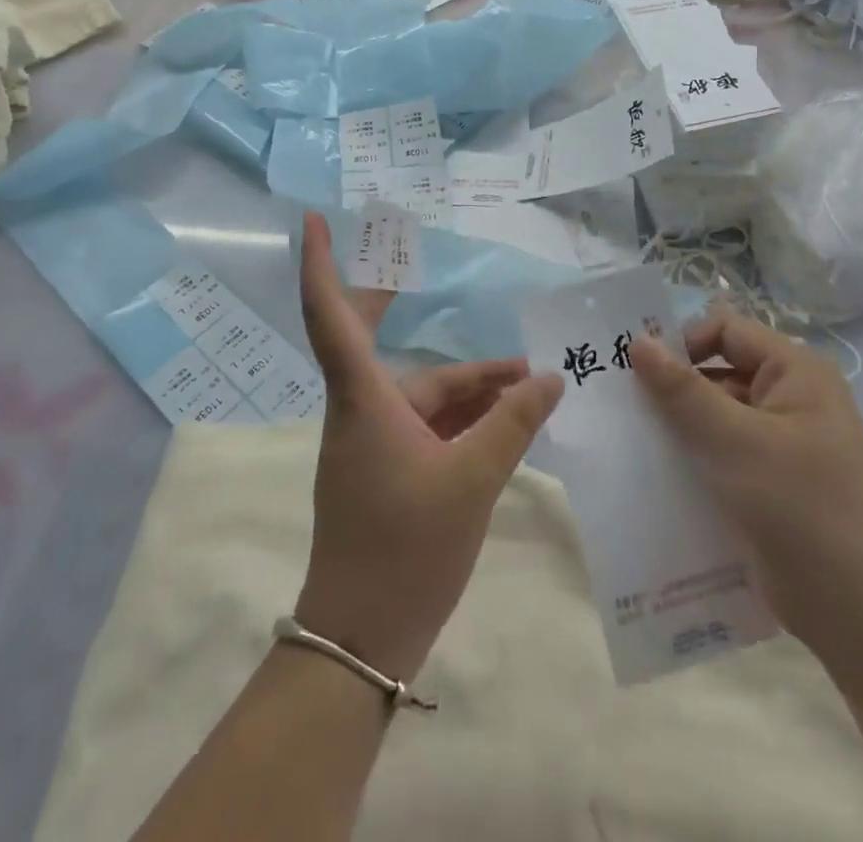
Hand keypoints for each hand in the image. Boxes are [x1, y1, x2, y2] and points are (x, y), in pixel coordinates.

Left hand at [293, 214, 563, 680]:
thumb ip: (512, 423)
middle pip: (368, 339)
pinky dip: (465, 417)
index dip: (321, 264)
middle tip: (410, 268)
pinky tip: (508, 418)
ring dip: (469, 384)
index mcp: (363, 399)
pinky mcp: (387, 472)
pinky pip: (428, 426)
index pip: (329, 315)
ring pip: (421, 394)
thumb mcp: (472, 480)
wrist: (364, 641)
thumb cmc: (405, 549)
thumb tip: (550, 378)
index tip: (313, 221)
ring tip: (529, 378)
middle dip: (389, 302)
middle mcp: (360, 410)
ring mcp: (372, 443)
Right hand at [629, 308, 862, 663]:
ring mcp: (783, 442)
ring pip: (717, 414)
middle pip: (719, 370)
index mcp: (797, 372)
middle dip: (674, 386)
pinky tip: (657, 471)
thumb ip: (683, 391)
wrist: (859, 617)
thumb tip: (638, 341)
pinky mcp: (771, 480)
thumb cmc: (800, 509)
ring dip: (679, 424)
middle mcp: (792, 397)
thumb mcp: (735, 442)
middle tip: (624, 404)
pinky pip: (723, 450)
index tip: (639, 372)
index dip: (682, 343)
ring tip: (632, 438)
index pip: (726, 331)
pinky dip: (693, 454)